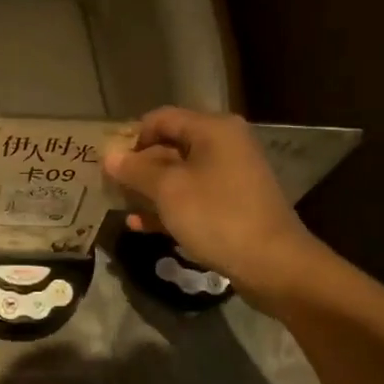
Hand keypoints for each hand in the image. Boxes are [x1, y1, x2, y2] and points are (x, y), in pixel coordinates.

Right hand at [104, 107, 319, 293]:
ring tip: (122, 207)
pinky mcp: (233, 204)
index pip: (161, 119)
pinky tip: (142, 225)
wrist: (274, 264)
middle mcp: (224, 144)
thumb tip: (108, 156)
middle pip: (170, 145)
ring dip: (150, 189)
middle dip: (139, 167)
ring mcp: (231, 175)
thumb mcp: (168, 191)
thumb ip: (135, 171)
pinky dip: (169, 206)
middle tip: (112, 188)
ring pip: (180, 174)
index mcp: (212, 129)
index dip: (132, 138)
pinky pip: (193, 196)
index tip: (110, 165)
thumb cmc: (217, 217)